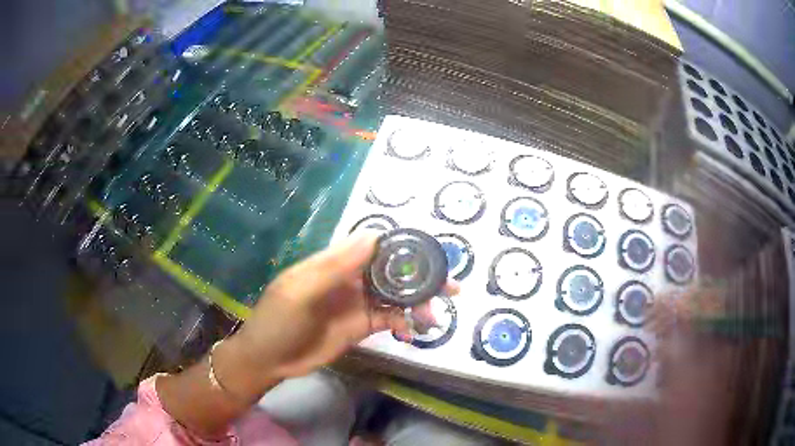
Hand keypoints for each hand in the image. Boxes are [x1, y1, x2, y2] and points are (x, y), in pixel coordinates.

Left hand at [222, 231, 458, 391]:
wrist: (269, 359)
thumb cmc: (278, 321)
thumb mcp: (300, 292)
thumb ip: (335, 267)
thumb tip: (373, 236)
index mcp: (335, 263)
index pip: (374, 245)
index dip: (402, 247)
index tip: (430, 255)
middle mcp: (351, 279)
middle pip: (391, 271)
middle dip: (420, 277)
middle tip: (450, 286)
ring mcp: (357, 304)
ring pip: (395, 297)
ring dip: (418, 303)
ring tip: (435, 315)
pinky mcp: (361, 326)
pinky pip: (389, 320)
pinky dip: (405, 323)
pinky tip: (415, 331)